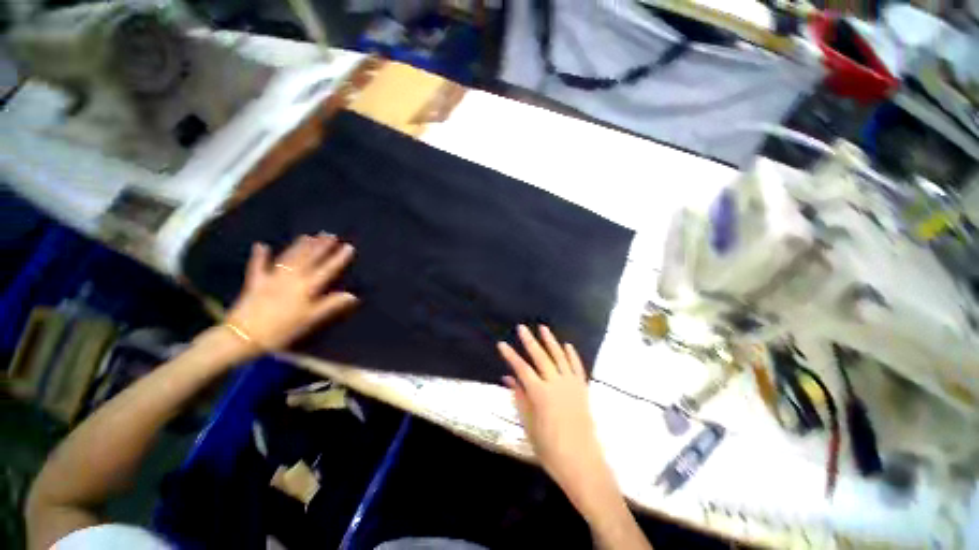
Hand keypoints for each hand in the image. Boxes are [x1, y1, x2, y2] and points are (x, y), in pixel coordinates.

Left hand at [226, 233, 358, 350]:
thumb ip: (331, 305)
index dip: (339, 258)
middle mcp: (291, 277)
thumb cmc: (281, 329)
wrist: (244, 335)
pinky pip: (257, 265)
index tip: (348, 246)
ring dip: (300, 246)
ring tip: (309, 236)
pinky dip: (259, 255)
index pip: (327, 269)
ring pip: (289, 258)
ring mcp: (272, 277)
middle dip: (321, 246)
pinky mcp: (255, 282)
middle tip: (330, 234)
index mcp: (306, 287)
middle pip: (309, 259)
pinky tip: (261, 245)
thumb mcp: (310, 319)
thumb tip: (353, 295)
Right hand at [498, 325, 607, 492]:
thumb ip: (519, 398)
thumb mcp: (529, 424)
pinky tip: (567, 345)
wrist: (582, 463)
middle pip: (540, 357)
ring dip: (551, 341)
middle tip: (522, 328)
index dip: (510, 356)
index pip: (521, 369)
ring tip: (543, 327)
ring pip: (559, 357)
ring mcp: (571, 385)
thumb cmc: (550, 448)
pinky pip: (577, 367)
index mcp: (540, 394)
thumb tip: (508, 379)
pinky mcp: (582, 389)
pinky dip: (572, 355)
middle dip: (529, 341)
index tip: (501, 344)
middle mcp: (556, 384)